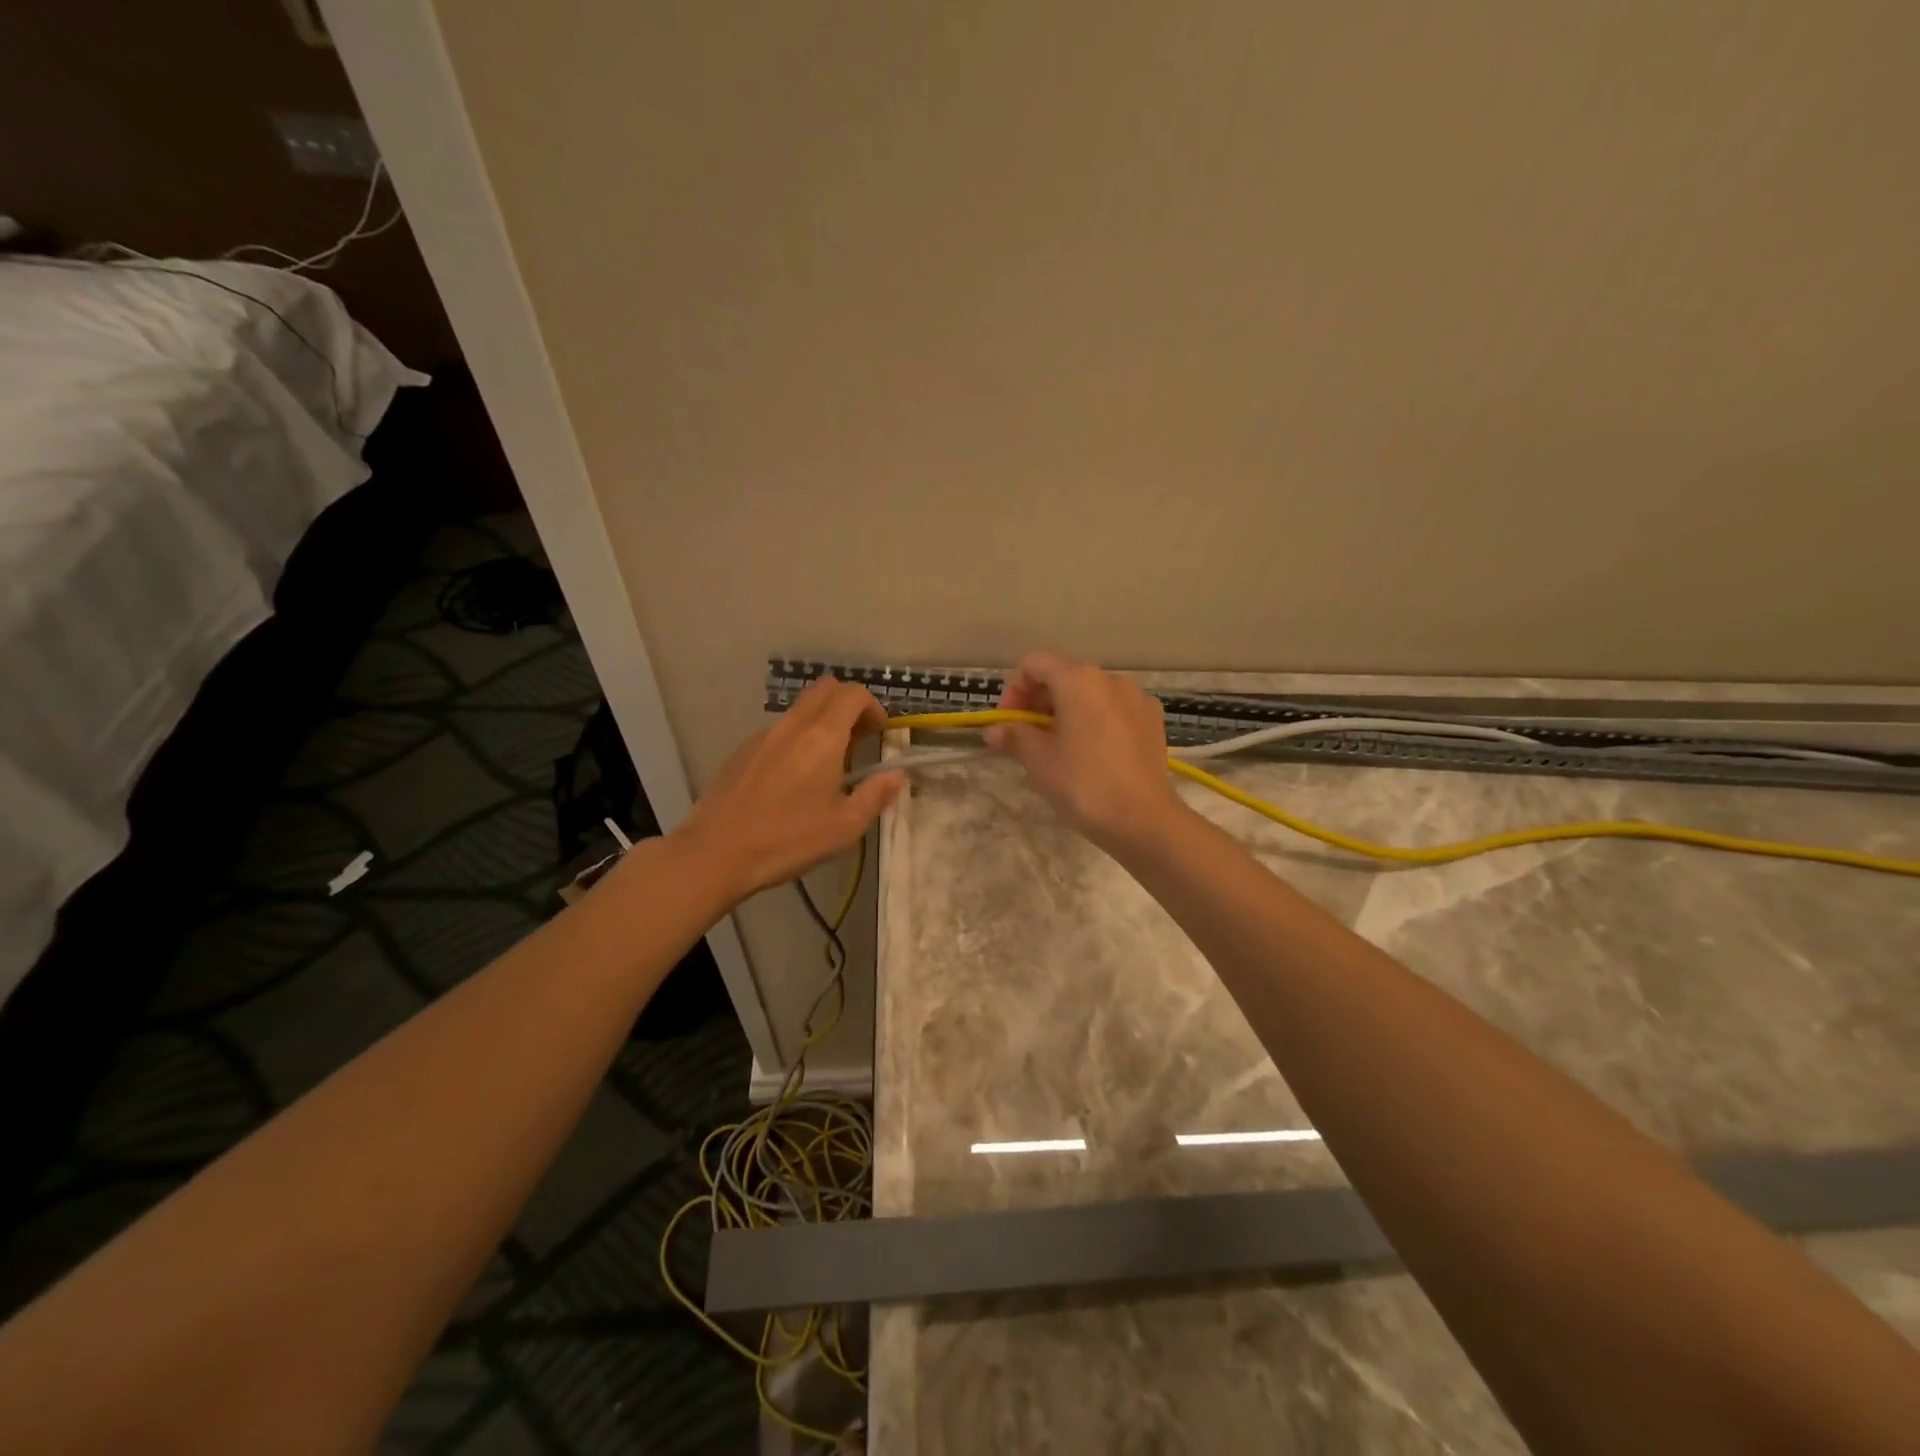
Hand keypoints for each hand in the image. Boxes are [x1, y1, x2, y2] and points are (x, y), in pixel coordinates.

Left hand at [676, 678, 904, 901]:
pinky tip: (791, 781)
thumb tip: (896, 775)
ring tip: (826, 766)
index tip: (879, 734)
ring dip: (821, 723)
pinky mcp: (741, 751)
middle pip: (825, 689)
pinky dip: (796, 740)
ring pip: (800, 710)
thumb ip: (875, 795)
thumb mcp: (845, 827)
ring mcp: (762, 735)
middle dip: (848, 705)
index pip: (853, 694)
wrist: (715, 853)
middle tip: (858, 739)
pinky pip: (778, 731)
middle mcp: (792, 725)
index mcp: (822, 737)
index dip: (873, 706)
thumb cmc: (788, 840)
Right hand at [985, 651, 1184, 852]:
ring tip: (1060, 750)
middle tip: (1028, 740)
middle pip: (1063, 676)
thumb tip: (994, 731)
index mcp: (1079, 680)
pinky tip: (1093, 756)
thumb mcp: (1038, 760)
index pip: (1034, 663)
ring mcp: (1137, 699)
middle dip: (1039, 703)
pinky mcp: (1153, 721)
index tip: (1010, 724)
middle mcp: (1110, 679)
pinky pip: (1114, 711)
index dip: (1014, 689)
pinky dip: (1095, 722)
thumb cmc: (1083, 784)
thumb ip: (1014, 736)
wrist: (1143, 820)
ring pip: (1090, 694)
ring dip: (1066, 713)